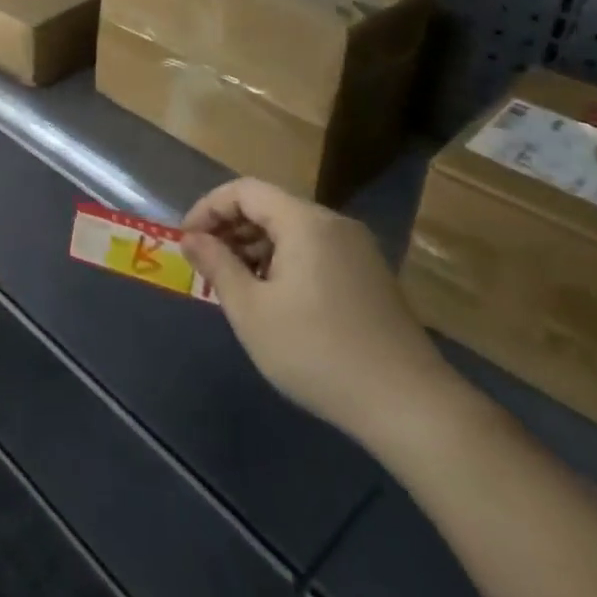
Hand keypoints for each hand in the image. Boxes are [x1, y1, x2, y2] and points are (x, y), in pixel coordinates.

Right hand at [181, 178, 459, 452]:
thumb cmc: (317, 352)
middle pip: (269, 206)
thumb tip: (191, 238)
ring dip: (255, 247)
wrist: (410, 406)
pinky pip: (314, 251)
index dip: (208, 208)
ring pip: (292, 230)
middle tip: (206, 264)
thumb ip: (216, 265)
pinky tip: (274, 300)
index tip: (186, 240)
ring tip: (235, 285)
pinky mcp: (370, 276)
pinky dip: (284, 261)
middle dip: (230, 229)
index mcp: (305, 222)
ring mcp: (357, 250)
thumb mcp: (251, 310)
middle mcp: (334, 224)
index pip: (244, 190)